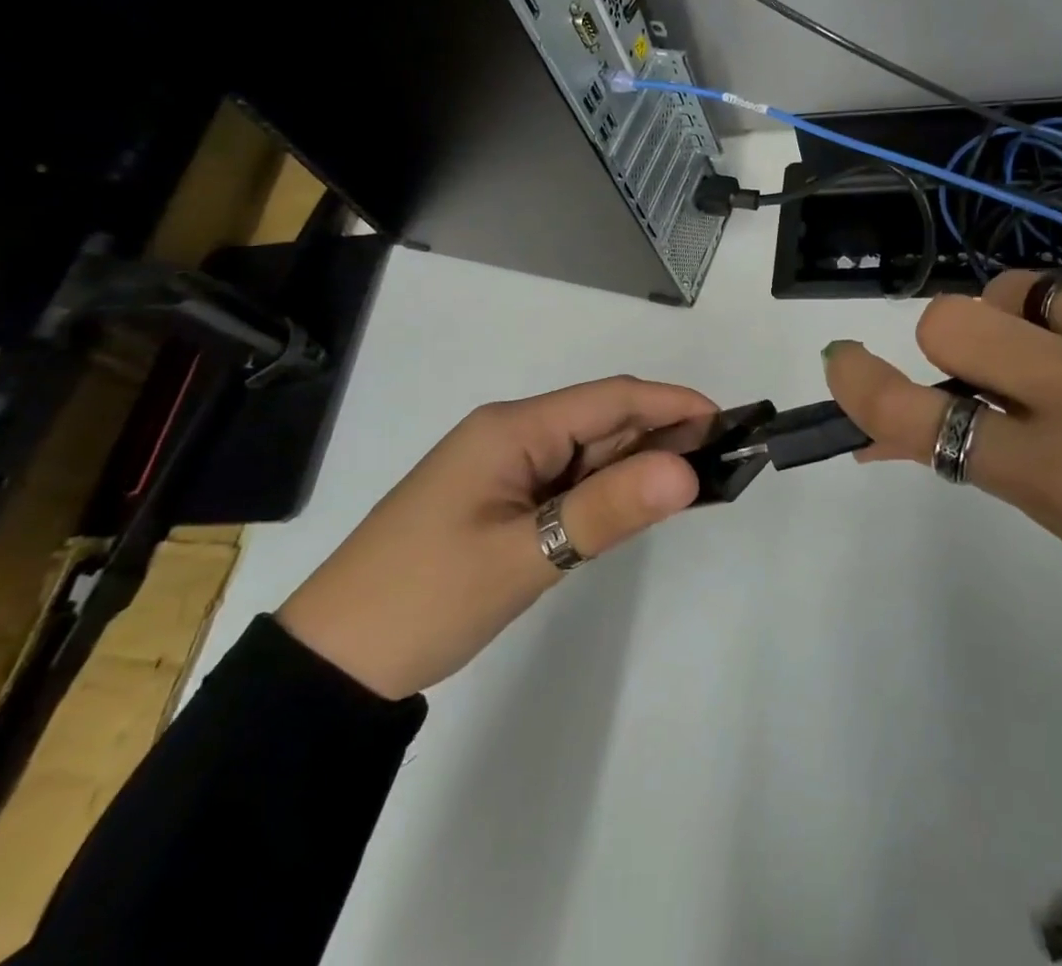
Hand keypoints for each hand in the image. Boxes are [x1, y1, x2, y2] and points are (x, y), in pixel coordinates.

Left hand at [277, 377, 714, 698]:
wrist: (333, 663)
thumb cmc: (426, 598)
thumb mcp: (525, 555)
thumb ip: (608, 509)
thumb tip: (687, 471)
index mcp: (512, 428)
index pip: (610, 398)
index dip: (671, 403)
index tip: (727, 421)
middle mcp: (510, 434)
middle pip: (601, 420)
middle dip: (662, 433)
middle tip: (724, 460)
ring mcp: (504, 467)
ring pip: (587, 451)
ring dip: (638, 461)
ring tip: (695, 480)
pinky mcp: (500, 500)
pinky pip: (567, 480)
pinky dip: (607, 488)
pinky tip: (637, 503)